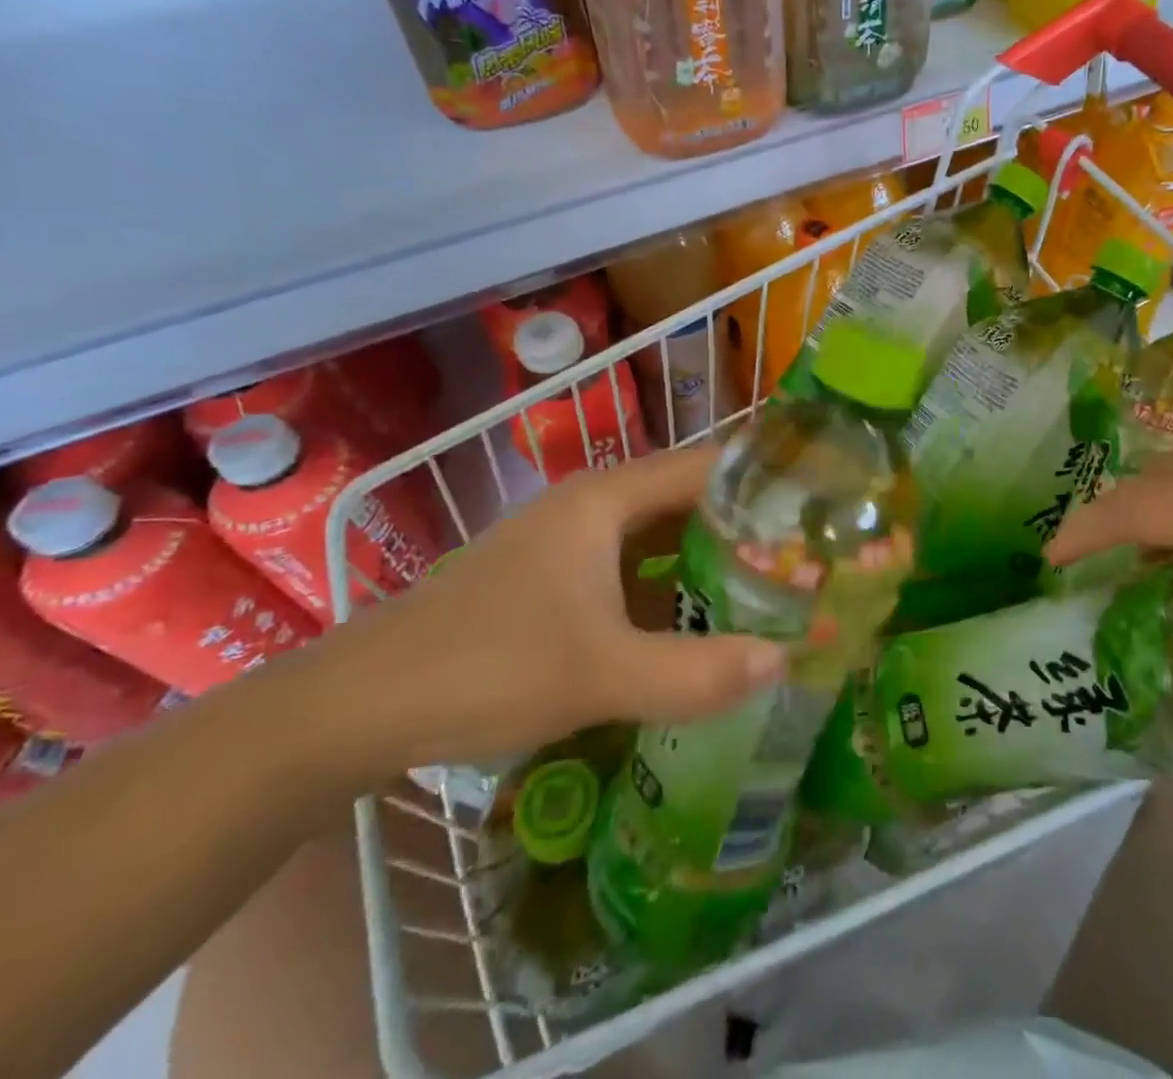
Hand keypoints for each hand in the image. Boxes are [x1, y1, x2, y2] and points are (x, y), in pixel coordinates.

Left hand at [290, 447, 784, 783]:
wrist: (356, 705)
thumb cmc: (486, 667)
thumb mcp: (602, 676)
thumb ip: (697, 671)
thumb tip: (785, 660)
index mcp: (606, 499)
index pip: (708, 467)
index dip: (764, 484)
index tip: (816, 512)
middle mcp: (590, 506)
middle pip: (686, 500)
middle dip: (743, 527)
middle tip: (804, 561)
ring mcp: (565, 541)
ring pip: (655, 536)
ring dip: (705, 558)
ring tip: (765, 589)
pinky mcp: (548, 577)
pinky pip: (627, 566)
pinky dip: (667, 585)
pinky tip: (690, 623)